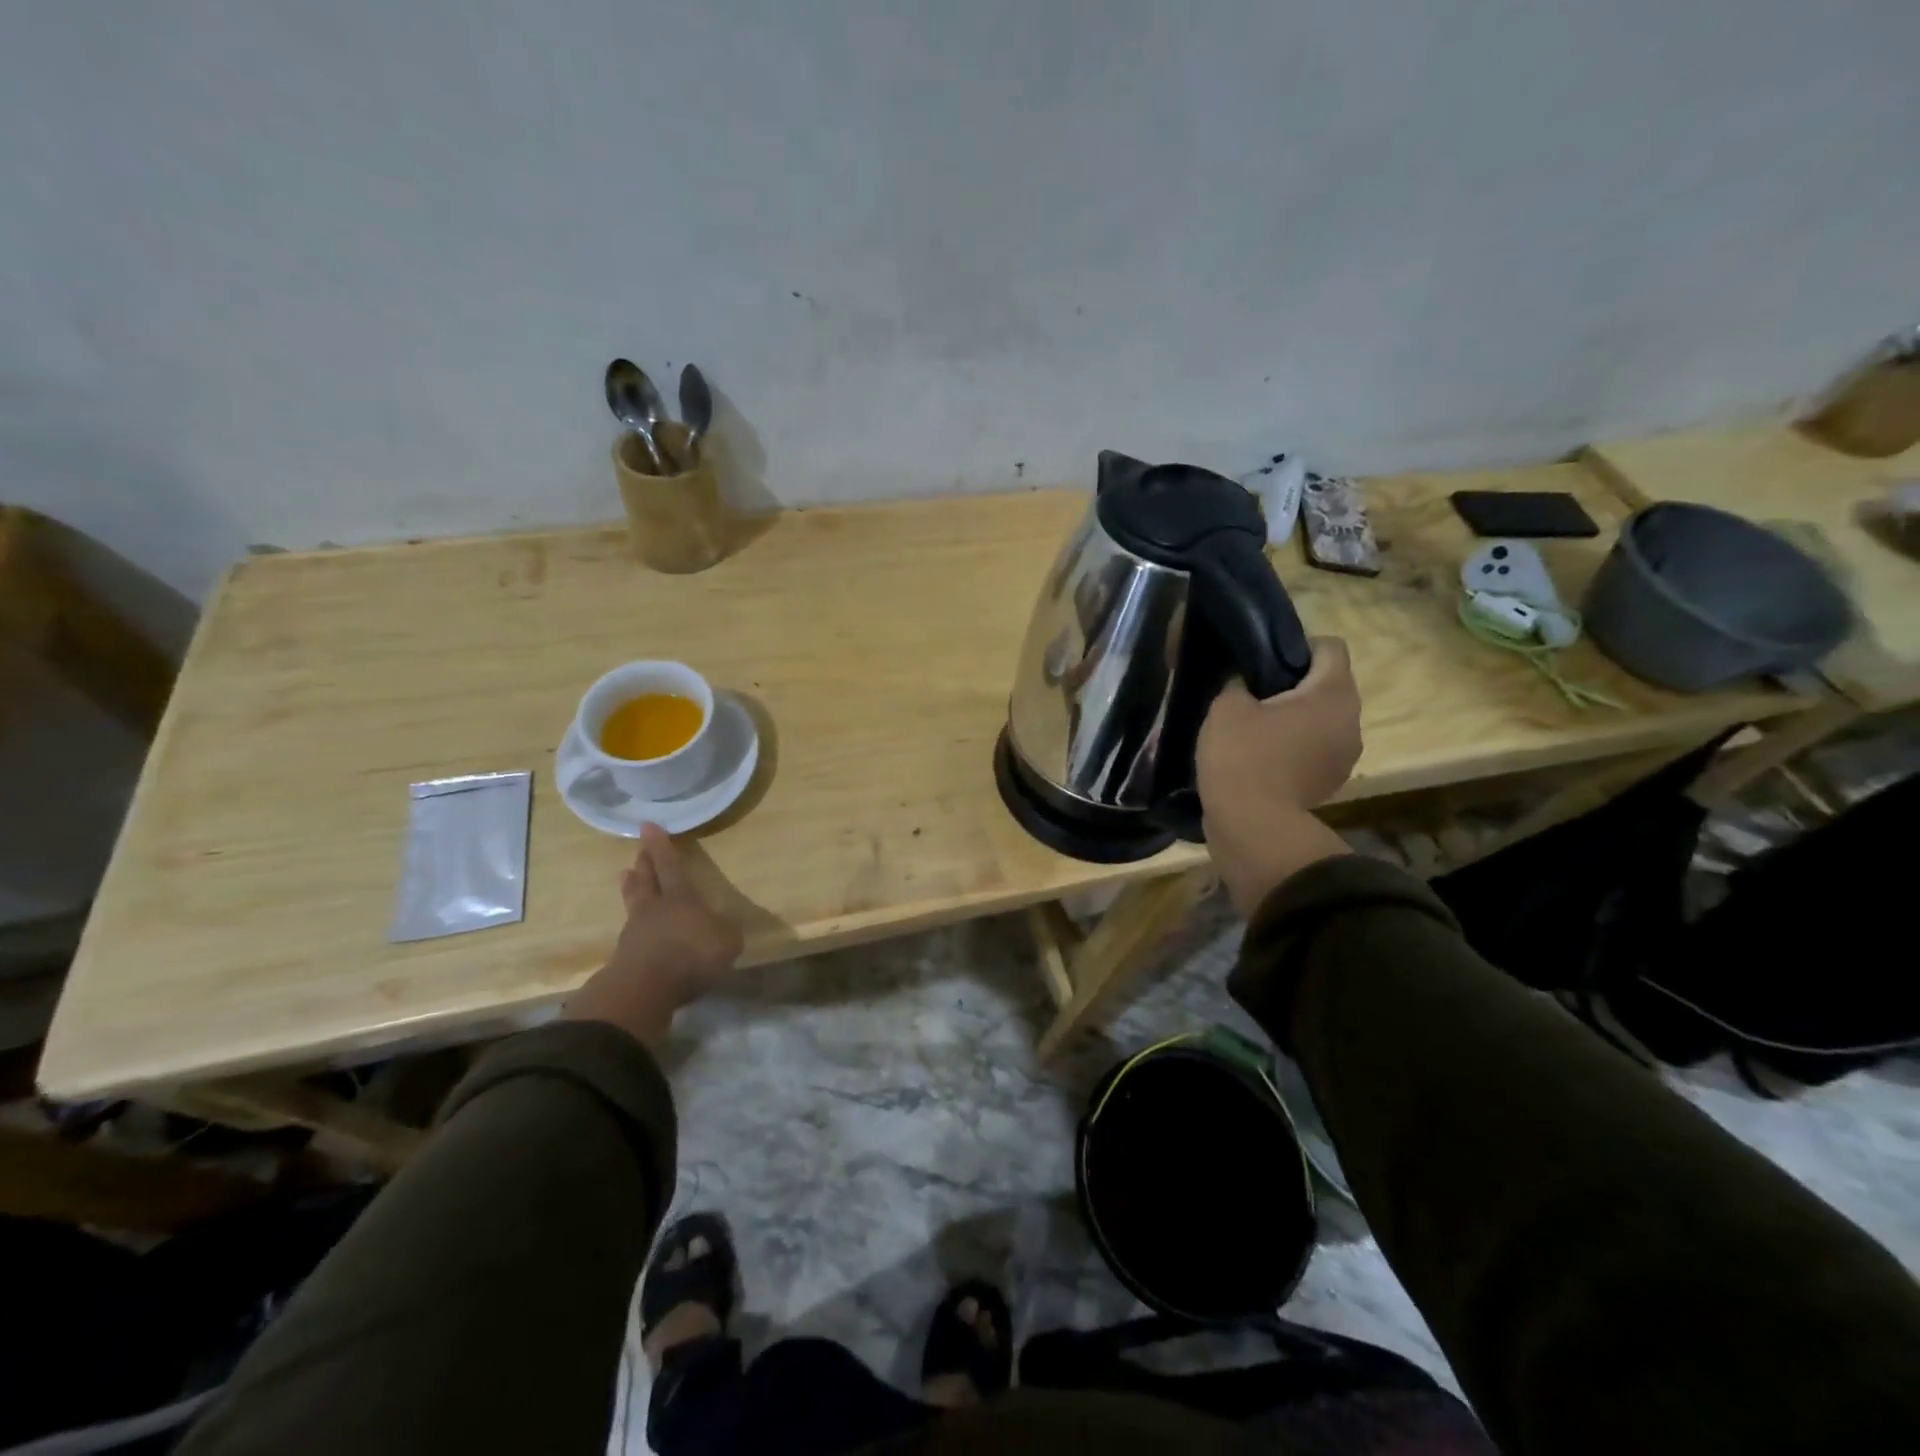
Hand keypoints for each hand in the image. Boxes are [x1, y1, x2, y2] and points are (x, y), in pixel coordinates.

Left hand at [562, 822, 743, 1047]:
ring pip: (634, 902)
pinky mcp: (625, 957)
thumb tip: (724, 923)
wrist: (645, 989)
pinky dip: (633, 924)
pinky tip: (633, 926)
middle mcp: (655, 908)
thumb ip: (726, 929)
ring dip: (631, 888)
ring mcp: (635, 932)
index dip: (662, 846)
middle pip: (647, 880)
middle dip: (644, 863)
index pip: (671, 866)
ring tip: (625, 876)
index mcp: (681, 898)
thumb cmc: (691, 955)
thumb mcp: (726, 941)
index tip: (648, 825)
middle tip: (638, 850)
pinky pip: (630, 931)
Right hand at [1197, 637, 1362, 914]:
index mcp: (1333, 693)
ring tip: (1255, 728)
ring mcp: (1345, 756)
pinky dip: (1294, 747)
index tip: (1262, 661)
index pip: (1330, 646)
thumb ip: (1238, 682)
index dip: (1296, 646)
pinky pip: (1315, 749)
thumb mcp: (1226, 707)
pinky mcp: (1330, 782)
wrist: (1251, 826)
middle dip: (1293, 684)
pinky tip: (1261, 757)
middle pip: (1328, 684)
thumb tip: (1245, 681)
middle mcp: (1351, 720)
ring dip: (1295, 718)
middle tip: (1252, 693)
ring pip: (1321, 720)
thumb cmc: (1242, 756)